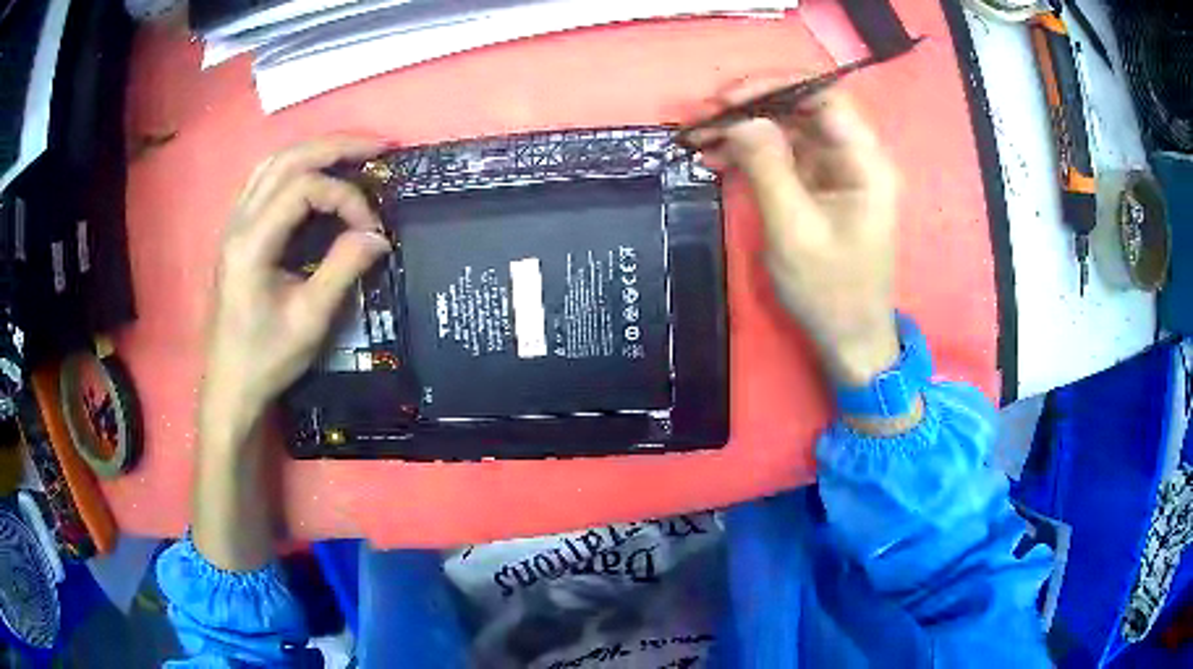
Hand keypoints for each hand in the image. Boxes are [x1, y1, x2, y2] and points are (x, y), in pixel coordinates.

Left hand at [201, 138, 391, 443]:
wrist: (230, 385)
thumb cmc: (266, 358)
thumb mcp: (310, 319)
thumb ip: (343, 269)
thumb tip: (379, 236)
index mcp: (251, 243)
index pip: (303, 189)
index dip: (345, 198)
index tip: (371, 231)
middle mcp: (238, 223)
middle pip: (286, 160)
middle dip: (335, 147)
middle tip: (379, 147)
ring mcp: (234, 225)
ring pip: (273, 164)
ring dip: (314, 151)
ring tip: (352, 153)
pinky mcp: (237, 234)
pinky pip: (264, 181)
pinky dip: (294, 168)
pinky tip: (314, 175)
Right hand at [691, 88, 900, 386]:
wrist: (850, 340)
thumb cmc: (831, 291)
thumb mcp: (795, 231)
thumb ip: (768, 168)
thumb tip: (740, 119)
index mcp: (865, 162)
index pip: (824, 96)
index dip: (776, 85)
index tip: (729, 97)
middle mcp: (854, 158)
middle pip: (803, 110)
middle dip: (752, 108)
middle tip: (703, 118)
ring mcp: (837, 173)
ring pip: (789, 131)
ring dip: (745, 131)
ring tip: (699, 139)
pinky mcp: (820, 189)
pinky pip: (785, 157)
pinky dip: (752, 155)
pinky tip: (717, 160)